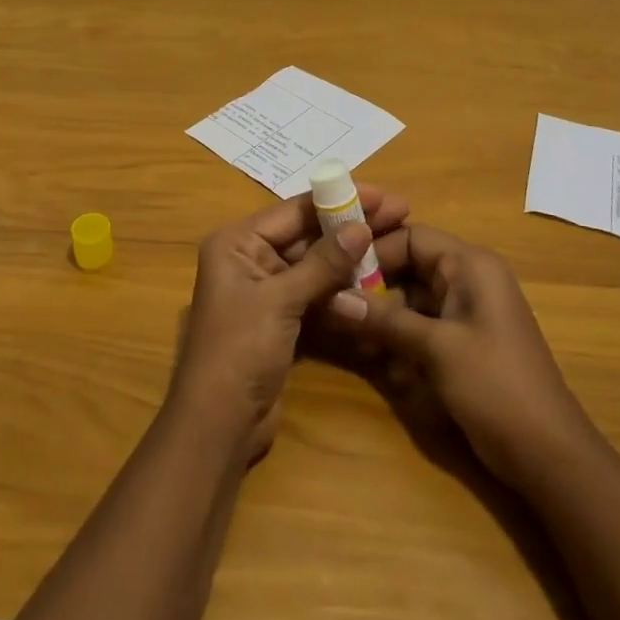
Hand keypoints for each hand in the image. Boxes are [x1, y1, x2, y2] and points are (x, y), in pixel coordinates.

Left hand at [170, 186, 409, 462]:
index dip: (338, 200)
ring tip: (395, 243)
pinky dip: (341, 290)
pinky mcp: (281, 319)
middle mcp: (249, 258)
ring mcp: (266, 290)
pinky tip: (376, 281)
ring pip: (314, 265)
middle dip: (349, 226)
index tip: (381, 195)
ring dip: (350, 258)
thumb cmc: (240, 349)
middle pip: (306, 235)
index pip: (293, 210)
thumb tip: (361, 227)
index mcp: (237, 243)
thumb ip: (322, 263)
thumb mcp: (280, 300)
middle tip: (399, 215)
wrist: (219, 425)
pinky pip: (315, 294)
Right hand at [345, 225, 587, 486]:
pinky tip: (374, 357)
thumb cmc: (496, 386)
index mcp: (471, 265)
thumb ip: (383, 319)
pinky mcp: (463, 342)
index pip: (411, 236)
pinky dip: (398, 335)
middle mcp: (469, 279)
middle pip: (409, 265)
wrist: (550, 456)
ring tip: (347, 334)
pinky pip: (421, 324)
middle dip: (373, 284)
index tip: (336, 270)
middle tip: (334, 303)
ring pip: (411, 297)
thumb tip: (331, 298)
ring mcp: (467, 312)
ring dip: (381, 313)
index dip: (374, 250)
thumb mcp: (435, 348)